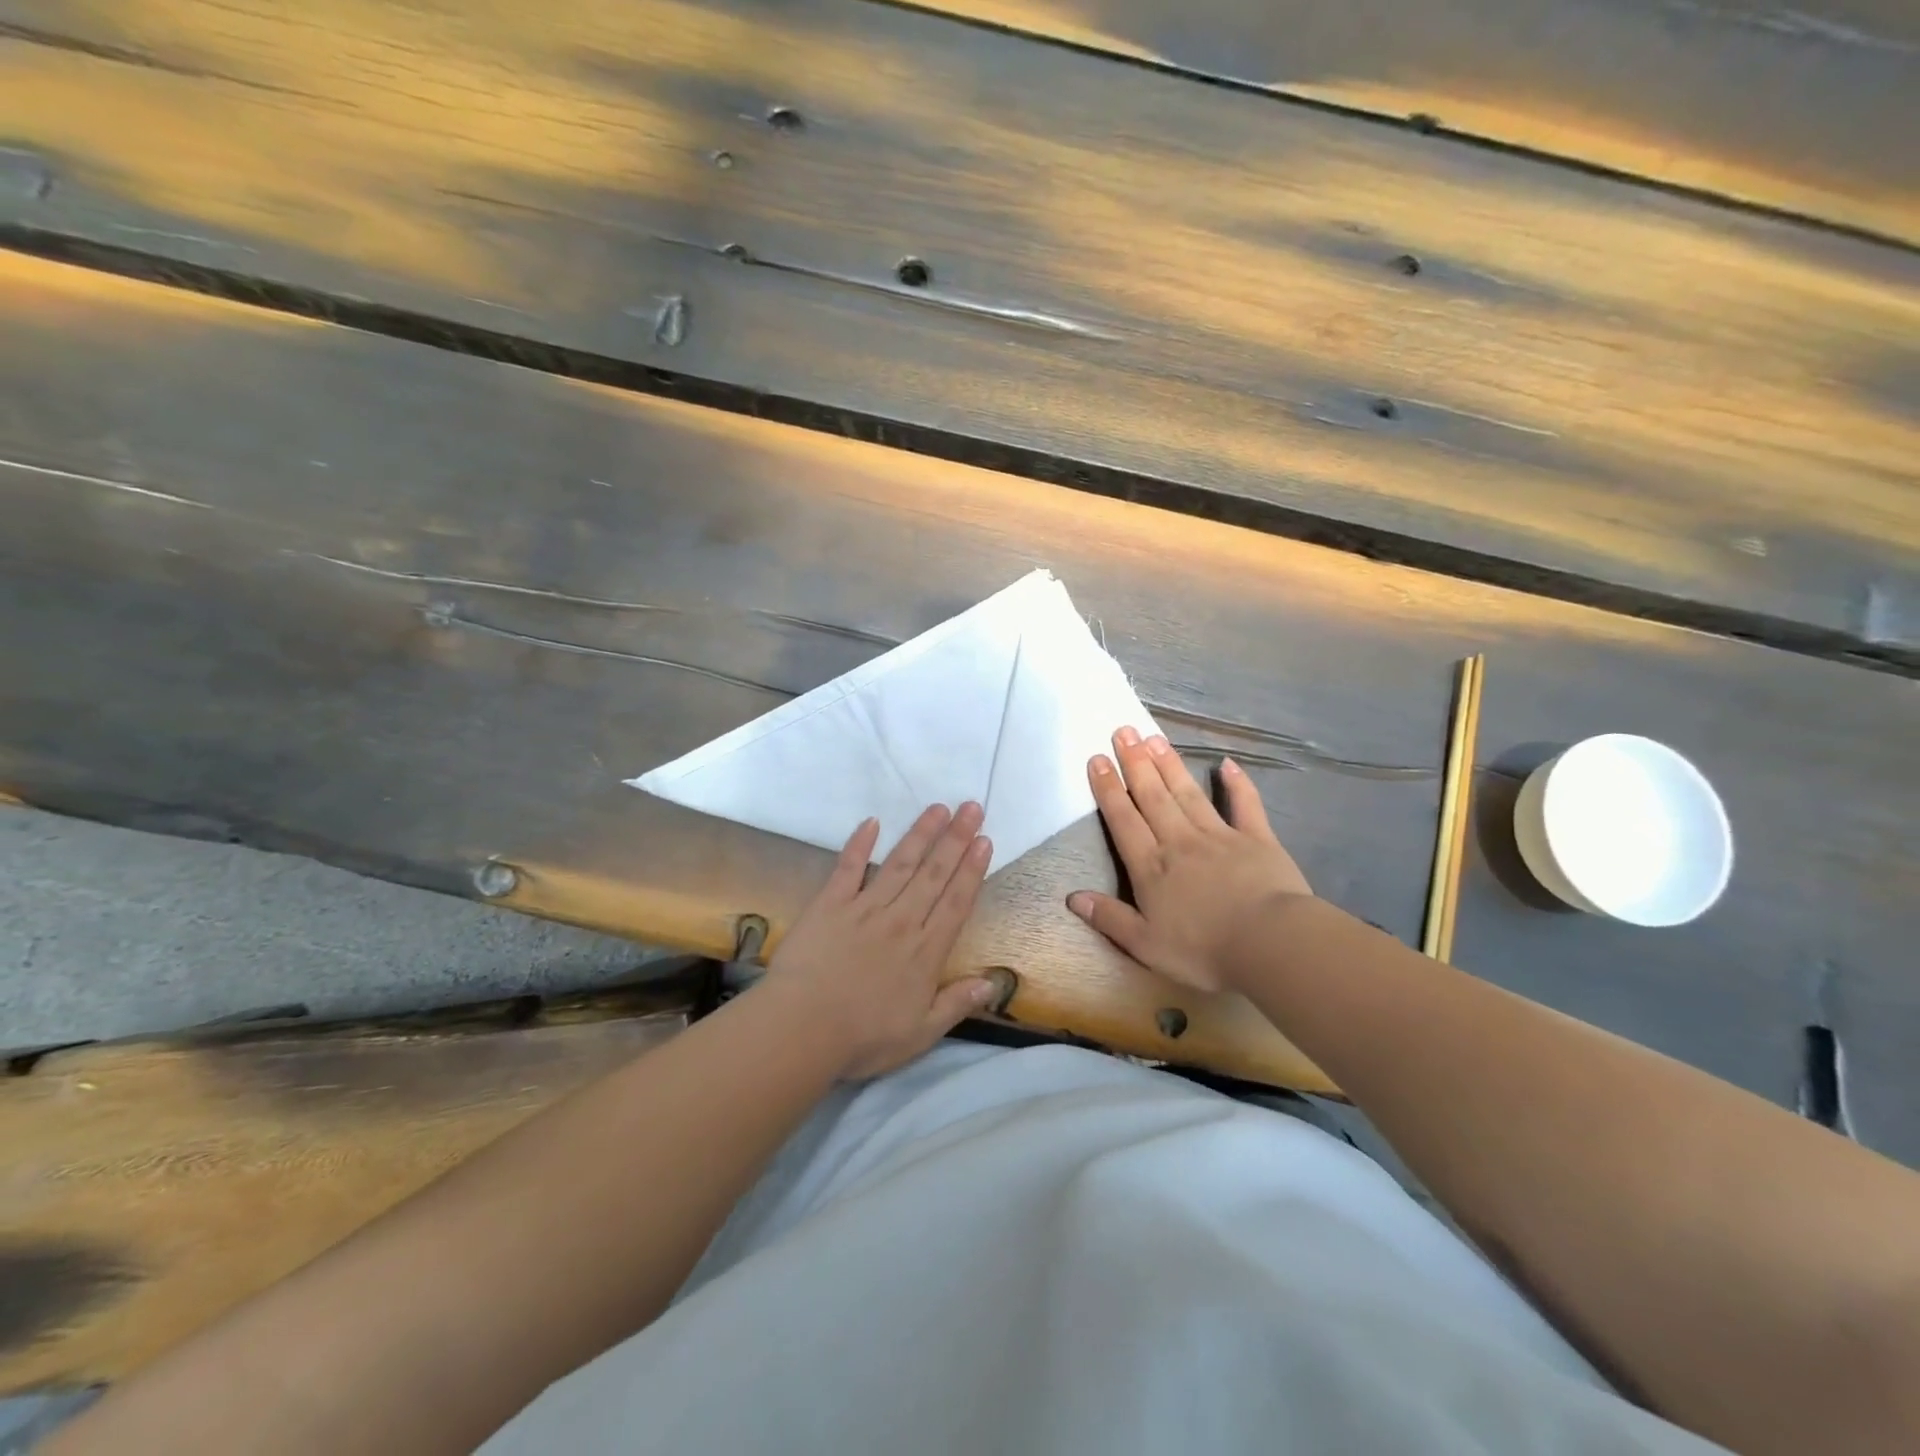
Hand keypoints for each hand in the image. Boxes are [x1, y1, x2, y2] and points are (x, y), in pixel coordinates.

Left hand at [768, 802, 996, 1079]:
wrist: (802, 1029)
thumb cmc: (863, 1037)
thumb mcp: (921, 1034)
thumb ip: (957, 1004)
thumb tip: (992, 982)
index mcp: (925, 951)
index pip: (955, 902)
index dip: (972, 870)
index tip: (985, 840)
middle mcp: (901, 921)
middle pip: (934, 874)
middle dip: (955, 839)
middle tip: (971, 807)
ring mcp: (864, 908)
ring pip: (900, 864)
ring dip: (920, 834)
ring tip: (938, 808)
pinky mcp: (830, 904)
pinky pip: (848, 868)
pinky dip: (859, 844)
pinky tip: (871, 822)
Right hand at [1067, 727, 1311, 993]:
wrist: (1269, 944)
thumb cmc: (1204, 950)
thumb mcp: (1146, 945)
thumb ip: (1109, 918)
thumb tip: (1072, 898)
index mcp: (1151, 866)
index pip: (1123, 820)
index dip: (1108, 788)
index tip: (1098, 758)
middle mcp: (1180, 841)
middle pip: (1152, 796)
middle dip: (1135, 762)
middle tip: (1123, 730)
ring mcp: (1219, 836)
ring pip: (1188, 793)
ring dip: (1170, 765)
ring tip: (1154, 737)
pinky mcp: (1257, 839)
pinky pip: (1245, 805)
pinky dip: (1237, 784)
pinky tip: (1226, 764)